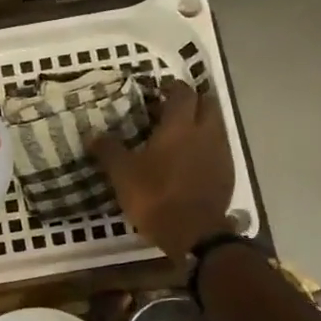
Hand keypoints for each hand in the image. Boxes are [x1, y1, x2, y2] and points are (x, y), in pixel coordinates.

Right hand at [92, 80, 233, 257]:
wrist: (193, 233)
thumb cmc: (155, 196)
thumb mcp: (123, 174)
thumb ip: (109, 150)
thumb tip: (92, 135)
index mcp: (179, 126)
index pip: (182, 93)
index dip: (171, 87)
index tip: (158, 91)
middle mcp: (205, 132)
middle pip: (207, 103)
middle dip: (191, 101)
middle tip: (171, 110)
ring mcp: (221, 152)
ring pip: (216, 125)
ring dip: (201, 123)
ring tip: (179, 136)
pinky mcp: (228, 173)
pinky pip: (218, 148)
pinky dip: (206, 147)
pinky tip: (190, 161)